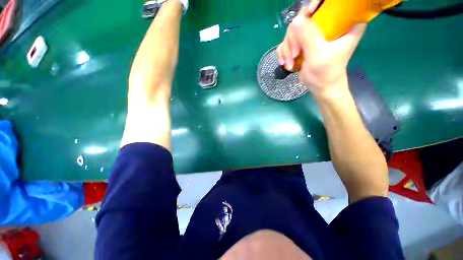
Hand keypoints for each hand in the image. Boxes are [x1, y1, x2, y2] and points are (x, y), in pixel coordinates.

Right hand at [276, 3, 365, 98]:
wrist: (320, 87)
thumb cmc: (325, 73)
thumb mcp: (318, 55)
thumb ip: (308, 37)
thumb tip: (295, 20)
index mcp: (342, 23)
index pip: (329, 3)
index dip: (316, 4)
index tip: (308, 14)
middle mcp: (327, 25)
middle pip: (304, 18)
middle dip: (295, 38)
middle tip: (295, 54)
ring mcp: (312, 35)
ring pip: (292, 31)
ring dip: (288, 49)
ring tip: (290, 63)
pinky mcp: (303, 44)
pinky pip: (287, 42)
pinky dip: (284, 53)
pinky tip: (285, 63)